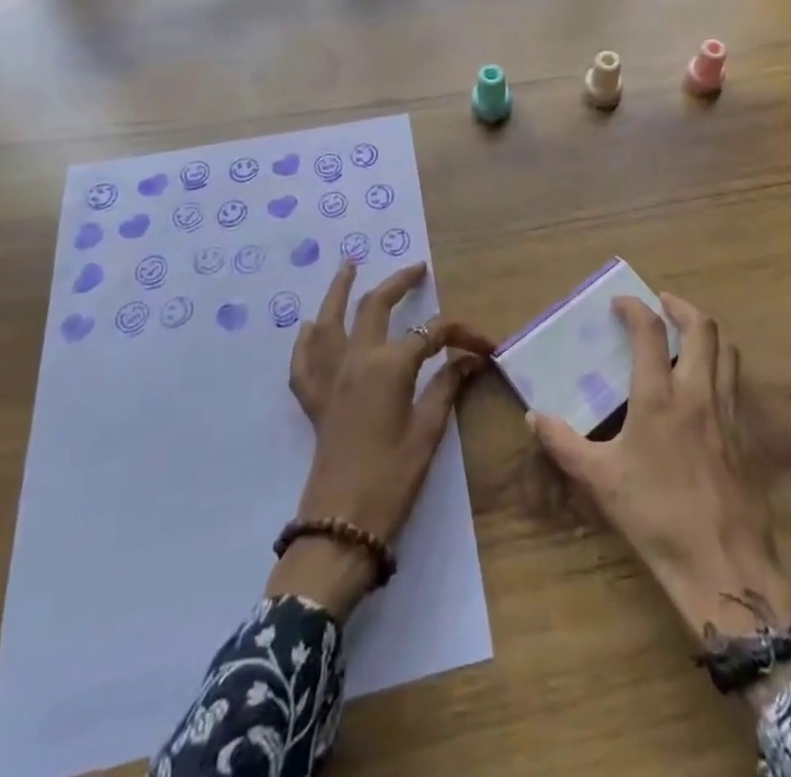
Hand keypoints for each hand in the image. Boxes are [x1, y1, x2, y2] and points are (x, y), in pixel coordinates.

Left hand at [268, 260, 493, 617]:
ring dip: (340, 290)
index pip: (432, 333)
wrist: (340, 526)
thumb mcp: (428, 431)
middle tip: (417, 269)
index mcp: (388, 365)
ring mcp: (329, 377)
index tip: (486, 346)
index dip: (461, 334)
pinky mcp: (314, 399)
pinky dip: (307, 339)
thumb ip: (447, 386)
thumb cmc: (392, 478)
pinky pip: (304, 360)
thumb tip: (470, 358)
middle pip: (376, 306)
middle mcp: (355, 359)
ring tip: (349, 265)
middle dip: (399, 283)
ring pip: (330, 320)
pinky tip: (310, 327)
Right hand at [526, 294, 790, 695]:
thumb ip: (564, 443)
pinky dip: (719, 366)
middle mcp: (697, 392)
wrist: (721, 562)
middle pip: (702, 328)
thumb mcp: (599, 479)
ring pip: (726, 351)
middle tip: (662, 304)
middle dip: (681, 307)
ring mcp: (726, 412)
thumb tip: (534, 417)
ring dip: (706, 333)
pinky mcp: (744, 435)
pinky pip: (734, 383)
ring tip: (686, 334)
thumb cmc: (655, 516)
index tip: (621, 302)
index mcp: (659, 397)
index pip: (650, 332)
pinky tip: (703, 385)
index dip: (635, 308)